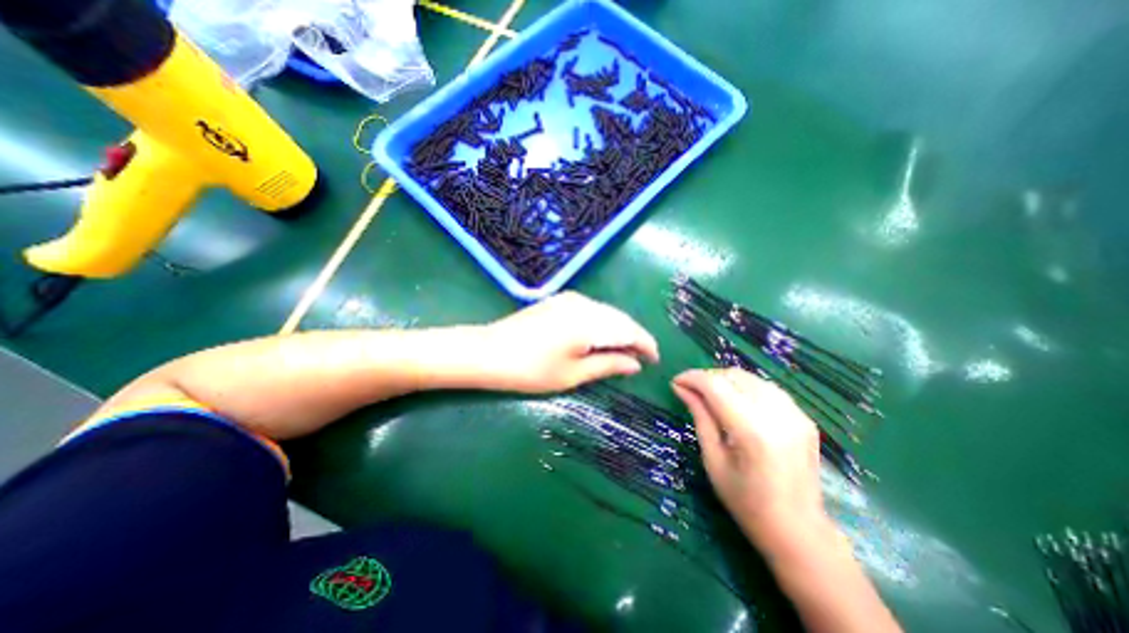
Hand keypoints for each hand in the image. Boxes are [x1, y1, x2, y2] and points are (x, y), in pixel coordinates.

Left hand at [477, 293, 659, 389]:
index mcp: (589, 322)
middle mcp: (584, 304)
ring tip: (622, 353)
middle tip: (640, 360)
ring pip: (607, 313)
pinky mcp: (560, 301)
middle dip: (634, 337)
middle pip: (620, 318)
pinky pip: (592, 311)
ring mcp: (570, 299)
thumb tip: (635, 364)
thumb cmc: (531, 370)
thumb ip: (608, 365)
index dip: (645, 345)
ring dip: (618, 330)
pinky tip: (601, 339)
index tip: (655, 360)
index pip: (629, 330)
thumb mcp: (573, 374)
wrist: (488, 352)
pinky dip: (603, 325)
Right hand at [668, 370, 826, 555]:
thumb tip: (680, 388)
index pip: (715, 385)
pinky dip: (746, 388)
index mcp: (751, 431)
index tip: (675, 381)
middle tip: (691, 391)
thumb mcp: (713, 460)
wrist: (798, 531)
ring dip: (726, 380)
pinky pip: (767, 388)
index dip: (692, 378)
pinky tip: (737, 403)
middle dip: (707, 377)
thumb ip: (700, 417)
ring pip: (751, 378)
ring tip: (711, 396)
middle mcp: (777, 415)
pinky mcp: (804, 418)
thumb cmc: (745, 502)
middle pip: (734, 376)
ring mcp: (795, 415)